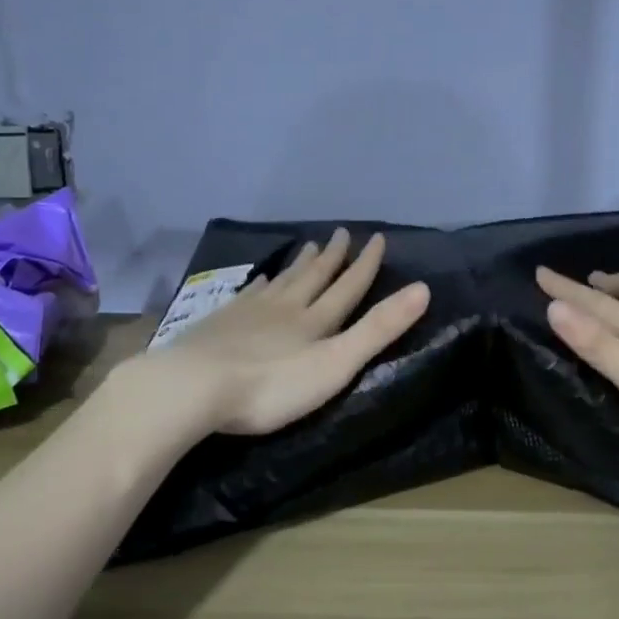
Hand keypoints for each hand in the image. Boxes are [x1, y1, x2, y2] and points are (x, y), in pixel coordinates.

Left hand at [144, 229, 430, 436]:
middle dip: (334, 256)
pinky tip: (262, 279)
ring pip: (284, 281)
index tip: (377, 237)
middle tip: (343, 233)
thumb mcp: (335, 364)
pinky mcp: (222, 322)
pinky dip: (263, 283)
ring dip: (301, 264)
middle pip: (315, 276)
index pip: (348, 285)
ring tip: (311, 245)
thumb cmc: (272, 385)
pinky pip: (250, 294)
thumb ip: (377, 330)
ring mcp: (251, 312)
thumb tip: (423, 289)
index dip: (366, 263)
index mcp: (316, 320)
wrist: (194, 385)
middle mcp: (287, 307)